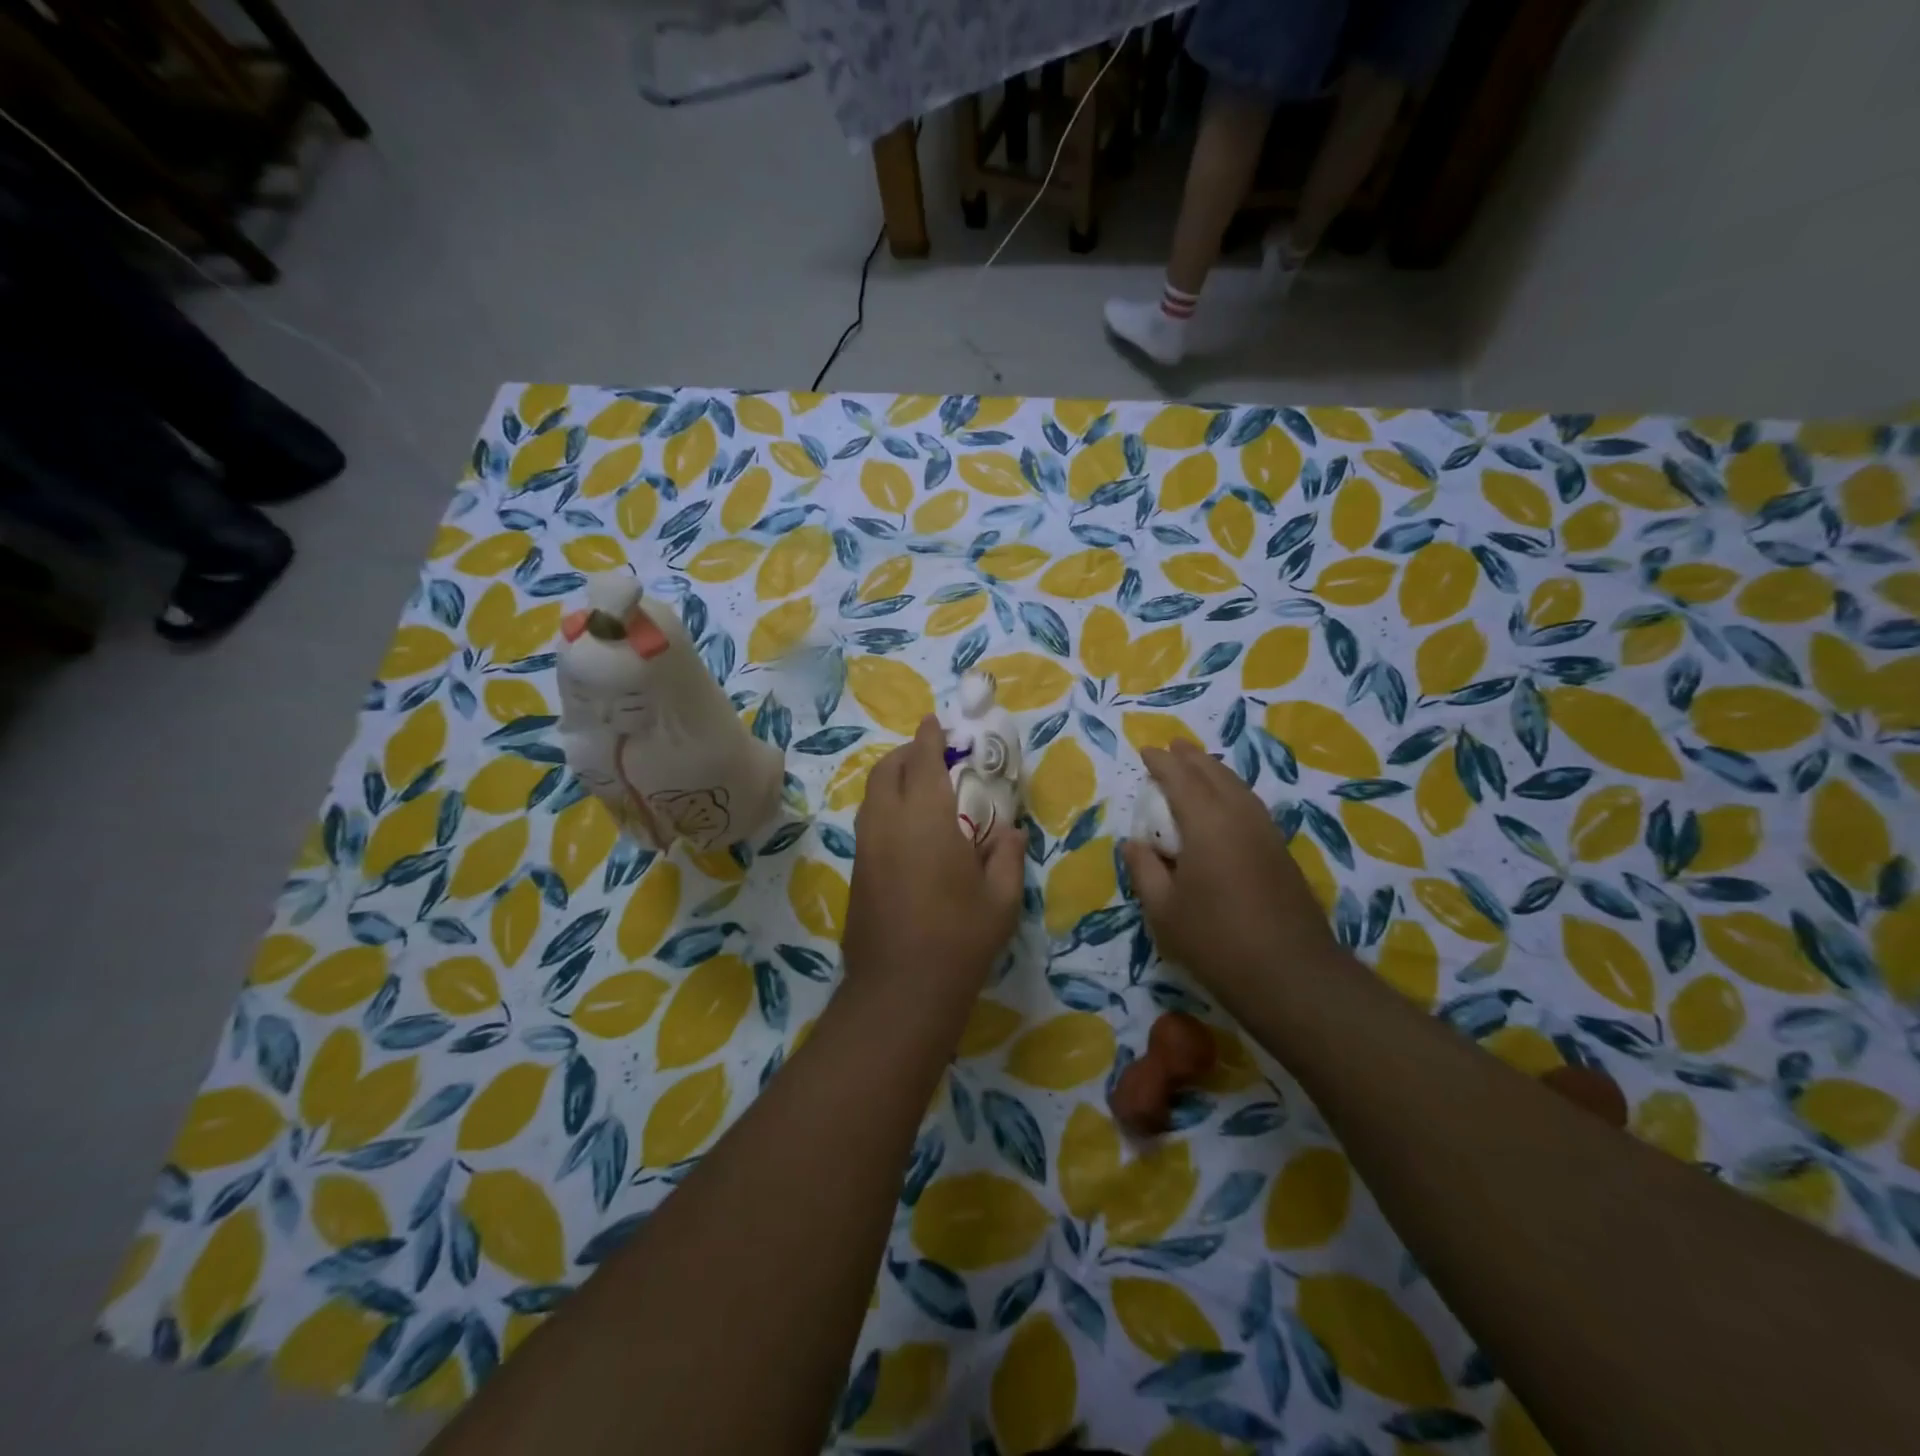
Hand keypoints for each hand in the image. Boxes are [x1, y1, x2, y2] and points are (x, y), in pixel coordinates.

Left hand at [842, 716, 1025, 1027]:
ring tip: (919, 785)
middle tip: (931, 753)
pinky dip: (885, 805)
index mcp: (925, 819)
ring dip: (892, 778)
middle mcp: (888, 823)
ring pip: (872, 795)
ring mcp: (866, 847)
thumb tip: (1009, 830)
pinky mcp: (857, 871)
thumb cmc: (959, 940)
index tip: (935, 721)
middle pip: (887, 770)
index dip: (928, 737)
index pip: (922, 761)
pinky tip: (907, 825)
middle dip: (906, 753)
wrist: (899, 990)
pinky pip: (869, 820)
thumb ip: (1006, 855)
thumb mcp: (1000, 899)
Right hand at [1122, 740, 1341, 1017]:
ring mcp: (1266, 833)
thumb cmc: (1215, 941)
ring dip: (1215, 771)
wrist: (1291, 975)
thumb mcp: (1163, 910)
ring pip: (1238, 787)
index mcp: (1206, 824)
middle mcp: (1239, 817)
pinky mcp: (1281, 852)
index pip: (1180, 779)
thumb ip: (1144, 870)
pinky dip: (1232, 791)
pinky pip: (1251, 805)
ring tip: (1199, 766)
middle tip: (1173, 747)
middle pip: (1214, 774)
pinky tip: (1227, 804)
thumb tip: (1134, 842)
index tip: (1146, 750)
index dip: (1161, 762)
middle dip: (1191, 758)